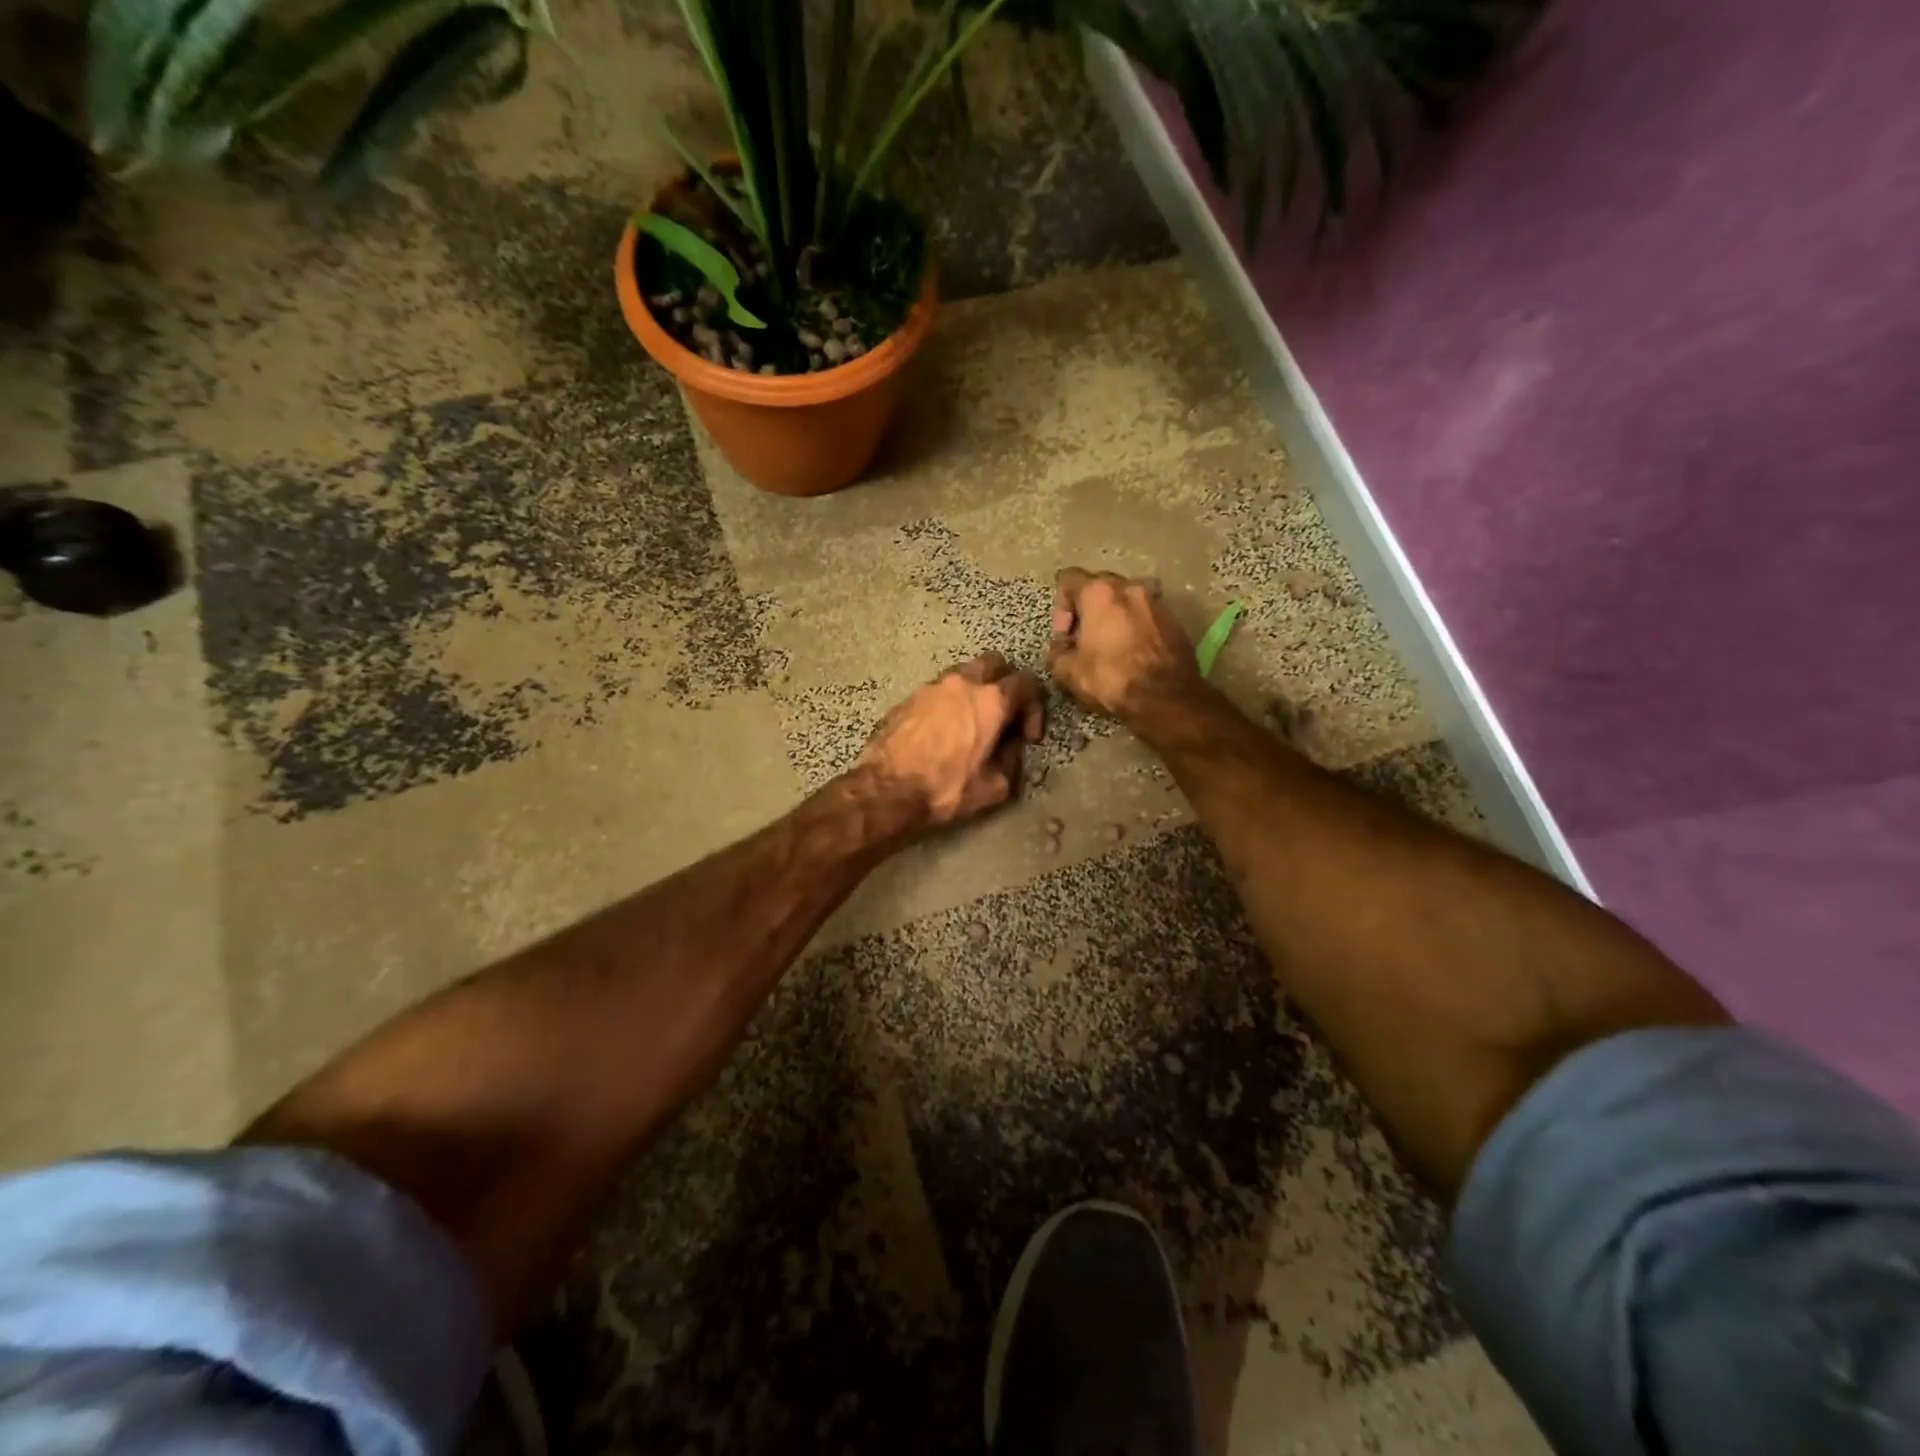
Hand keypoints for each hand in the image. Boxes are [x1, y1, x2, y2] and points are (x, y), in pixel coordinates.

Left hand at [856, 652, 1045, 828]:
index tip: (1027, 735)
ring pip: (965, 672)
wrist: (887, 790)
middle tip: (1004, 714)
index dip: (1034, 708)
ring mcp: (933, 686)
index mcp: (991, 701)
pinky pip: (940, 689)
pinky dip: (950, 701)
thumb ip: (1012, 759)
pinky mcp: (910, 696)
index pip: (1026, 683)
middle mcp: (963, 683)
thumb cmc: (946, 789)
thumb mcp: (995, 786)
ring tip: (973, 720)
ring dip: (976, 690)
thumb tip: (1011, 746)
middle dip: (1006, 684)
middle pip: (995, 663)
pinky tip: (945, 728)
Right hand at [1046, 567, 1200, 721]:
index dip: (1060, 608)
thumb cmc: (1112, 678)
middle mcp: (1130, 587)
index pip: (1068, 579)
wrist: (1167, 698)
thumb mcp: (1068, 672)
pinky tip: (1133, 654)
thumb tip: (1061, 647)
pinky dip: (1136, 628)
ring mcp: (1157, 601)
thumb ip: (1057, 652)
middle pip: (1100, 586)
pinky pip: (1147, 617)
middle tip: (1085, 639)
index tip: (1065, 636)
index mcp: (1099, 592)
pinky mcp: (1176, 621)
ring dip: (1115, 617)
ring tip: (1112, 645)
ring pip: (1127, 601)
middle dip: (1088, 610)